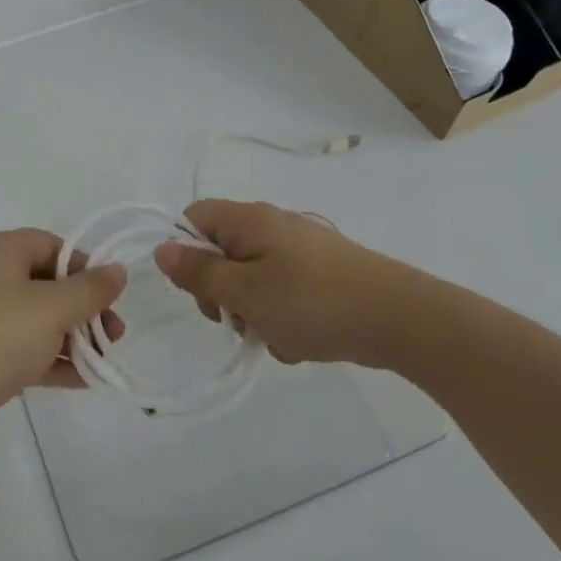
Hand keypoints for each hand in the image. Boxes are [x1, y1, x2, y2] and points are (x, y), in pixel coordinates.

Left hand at [0, 229, 124, 459]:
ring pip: (34, 319)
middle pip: (45, 282)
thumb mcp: (51, 309)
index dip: (85, 267)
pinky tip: (83, 380)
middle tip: (114, 334)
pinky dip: (49, 359)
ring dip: (71, 337)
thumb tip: (118, 270)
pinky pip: (20, 348)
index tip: (111, 296)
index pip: (51, 245)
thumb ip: (90, 289)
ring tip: (103, 360)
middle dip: (83, 308)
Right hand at [153, 200, 415, 369]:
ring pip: (253, 278)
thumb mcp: (243, 293)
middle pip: (222, 252)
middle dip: (222, 292)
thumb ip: (199, 273)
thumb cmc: (310, 302)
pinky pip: (283, 291)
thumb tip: (162, 248)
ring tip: (275, 338)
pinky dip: (282, 317)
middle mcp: (272, 225)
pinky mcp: (322, 271)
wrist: (399, 318)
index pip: (193, 218)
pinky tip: (300, 341)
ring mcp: (300, 248)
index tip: (200, 290)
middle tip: (238, 321)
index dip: (186, 253)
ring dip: (253, 312)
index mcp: (248, 219)